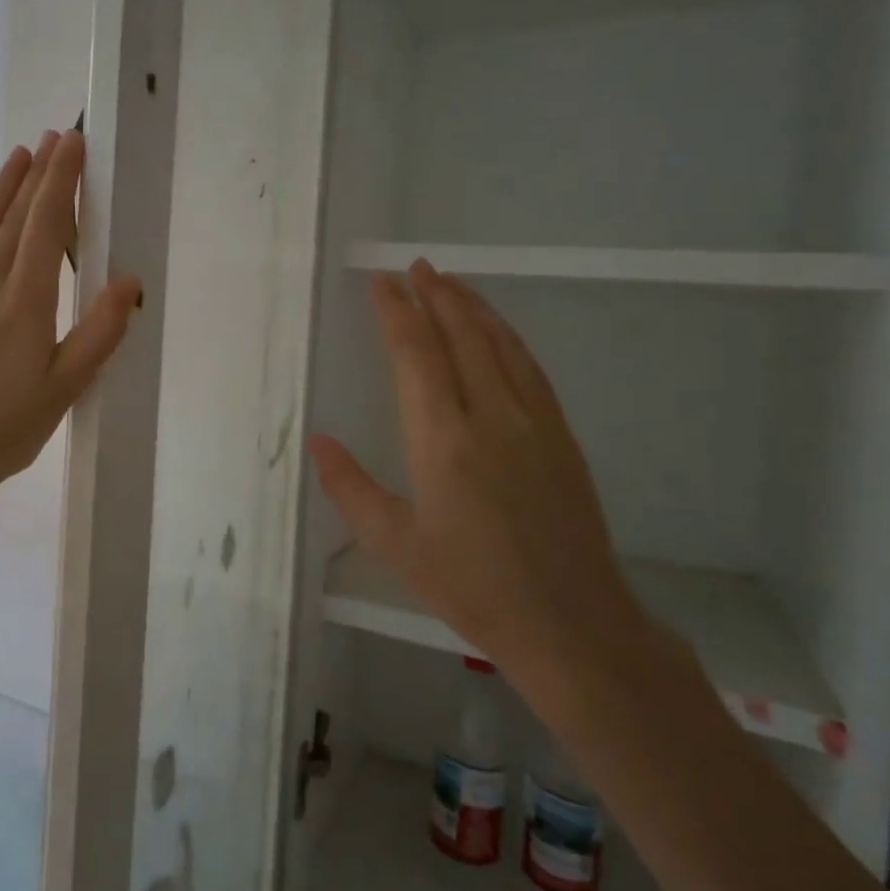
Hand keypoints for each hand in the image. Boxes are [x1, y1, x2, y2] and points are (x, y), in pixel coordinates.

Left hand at [0, 131, 140, 581]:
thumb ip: (99, 332)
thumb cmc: (3, 430)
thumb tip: (129, 282)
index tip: (72, 145)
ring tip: (19, 155)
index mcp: (24, 302)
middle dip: (38, 175)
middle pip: (14, 217)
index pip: (46, 226)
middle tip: (54, 138)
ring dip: (0, 188)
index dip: (61, 181)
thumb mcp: (64, 389)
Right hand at [307, 261, 644, 689]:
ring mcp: (534, 423)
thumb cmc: (470, 586)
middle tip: (415, 266)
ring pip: (500, 345)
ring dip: (473, 307)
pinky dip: (508, 337)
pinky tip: (498, 331)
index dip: (396, 313)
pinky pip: (530, 369)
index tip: (381, 283)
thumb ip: (349, 487)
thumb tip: (318, 441)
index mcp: (442, 441)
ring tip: (450, 282)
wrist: (572, 624)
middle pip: (461, 336)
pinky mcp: (562, 437)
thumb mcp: (394, 544)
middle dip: (436, 295)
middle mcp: (490, 417)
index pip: (415, 355)